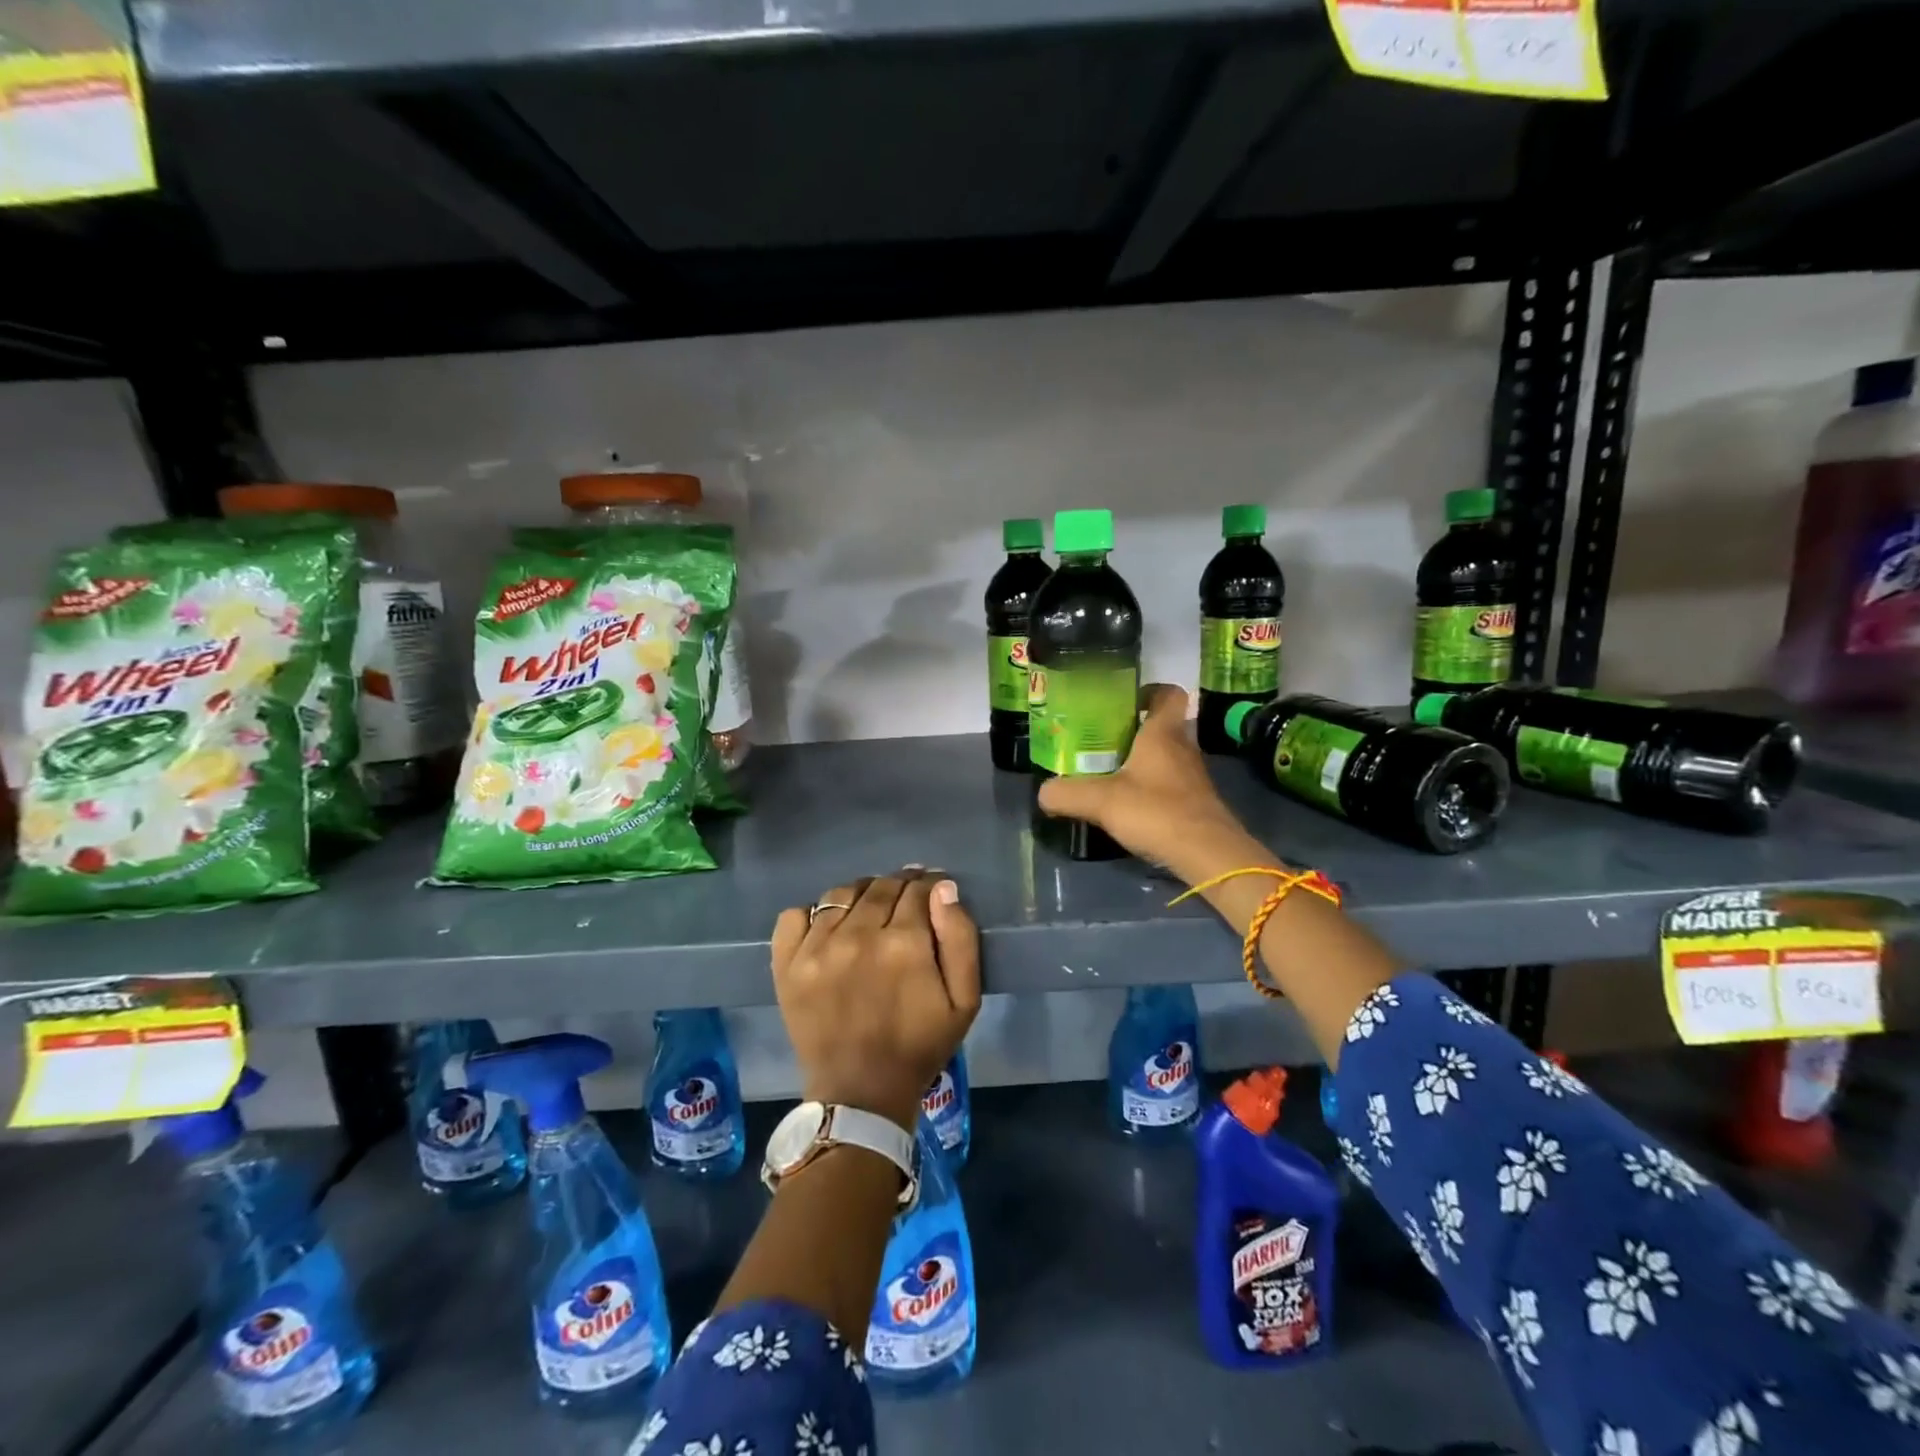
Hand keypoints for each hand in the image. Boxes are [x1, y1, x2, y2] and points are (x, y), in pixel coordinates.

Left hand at [771, 868, 980, 1132]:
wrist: (860, 1093)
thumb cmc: (919, 1046)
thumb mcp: (964, 1000)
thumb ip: (960, 938)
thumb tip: (943, 888)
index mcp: (904, 943)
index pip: (917, 889)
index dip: (929, 885)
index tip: (932, 891)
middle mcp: (857, 935)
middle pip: (880, 886)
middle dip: (899, 886)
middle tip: (905, 901)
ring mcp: (816, 948)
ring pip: (841, 894)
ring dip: (861, 894)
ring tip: (870, 910)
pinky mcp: (787, 964)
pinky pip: (795, 915)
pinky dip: (812, 913)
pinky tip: (829, 928)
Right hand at [1036, 683, 1266, 881]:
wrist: (1208, 855)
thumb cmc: (1157, 812)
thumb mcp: (1101, 801)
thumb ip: (1068, 794)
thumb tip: (1043, 792)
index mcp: (1163, 734)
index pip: (1168, 694)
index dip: (1150, 691)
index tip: (1125, 701)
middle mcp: (1183, 748)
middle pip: (1164, 726)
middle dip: (1137, 730)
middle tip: (1104, 739)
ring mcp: (1194, 777)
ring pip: (1168, 756)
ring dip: (1144, 760)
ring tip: (1111, 772)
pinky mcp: (1196, 803)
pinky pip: (1172, 783)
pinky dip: (1153, 787)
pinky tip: (1131, 803)